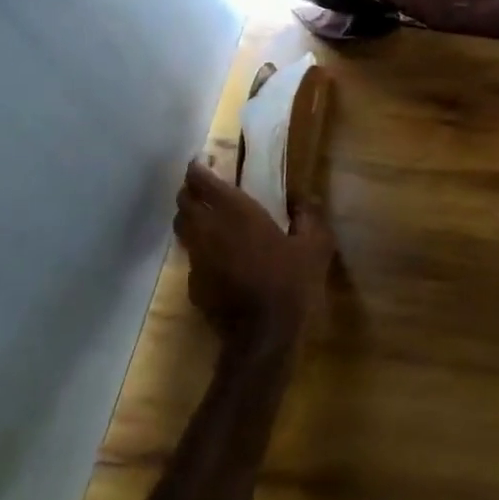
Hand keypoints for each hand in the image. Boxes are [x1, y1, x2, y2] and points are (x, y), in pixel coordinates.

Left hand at [174, 160, 334, 351]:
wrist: (262, 336)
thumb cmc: (291, 283)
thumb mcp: (316, 246)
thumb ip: (309, 217)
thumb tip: (303, 200)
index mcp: (237, 212)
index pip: (202, 182)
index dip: (198, 170)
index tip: (201, 163)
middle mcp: (209, 230)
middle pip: (184, 202)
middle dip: (190, 191)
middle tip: (205, 187)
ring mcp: (197, 258)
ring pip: (183, 228)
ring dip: (191, 217)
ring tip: (208, 217)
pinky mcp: (193, 284)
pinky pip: (192, 256)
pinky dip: (200, 248)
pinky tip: (219, 257)